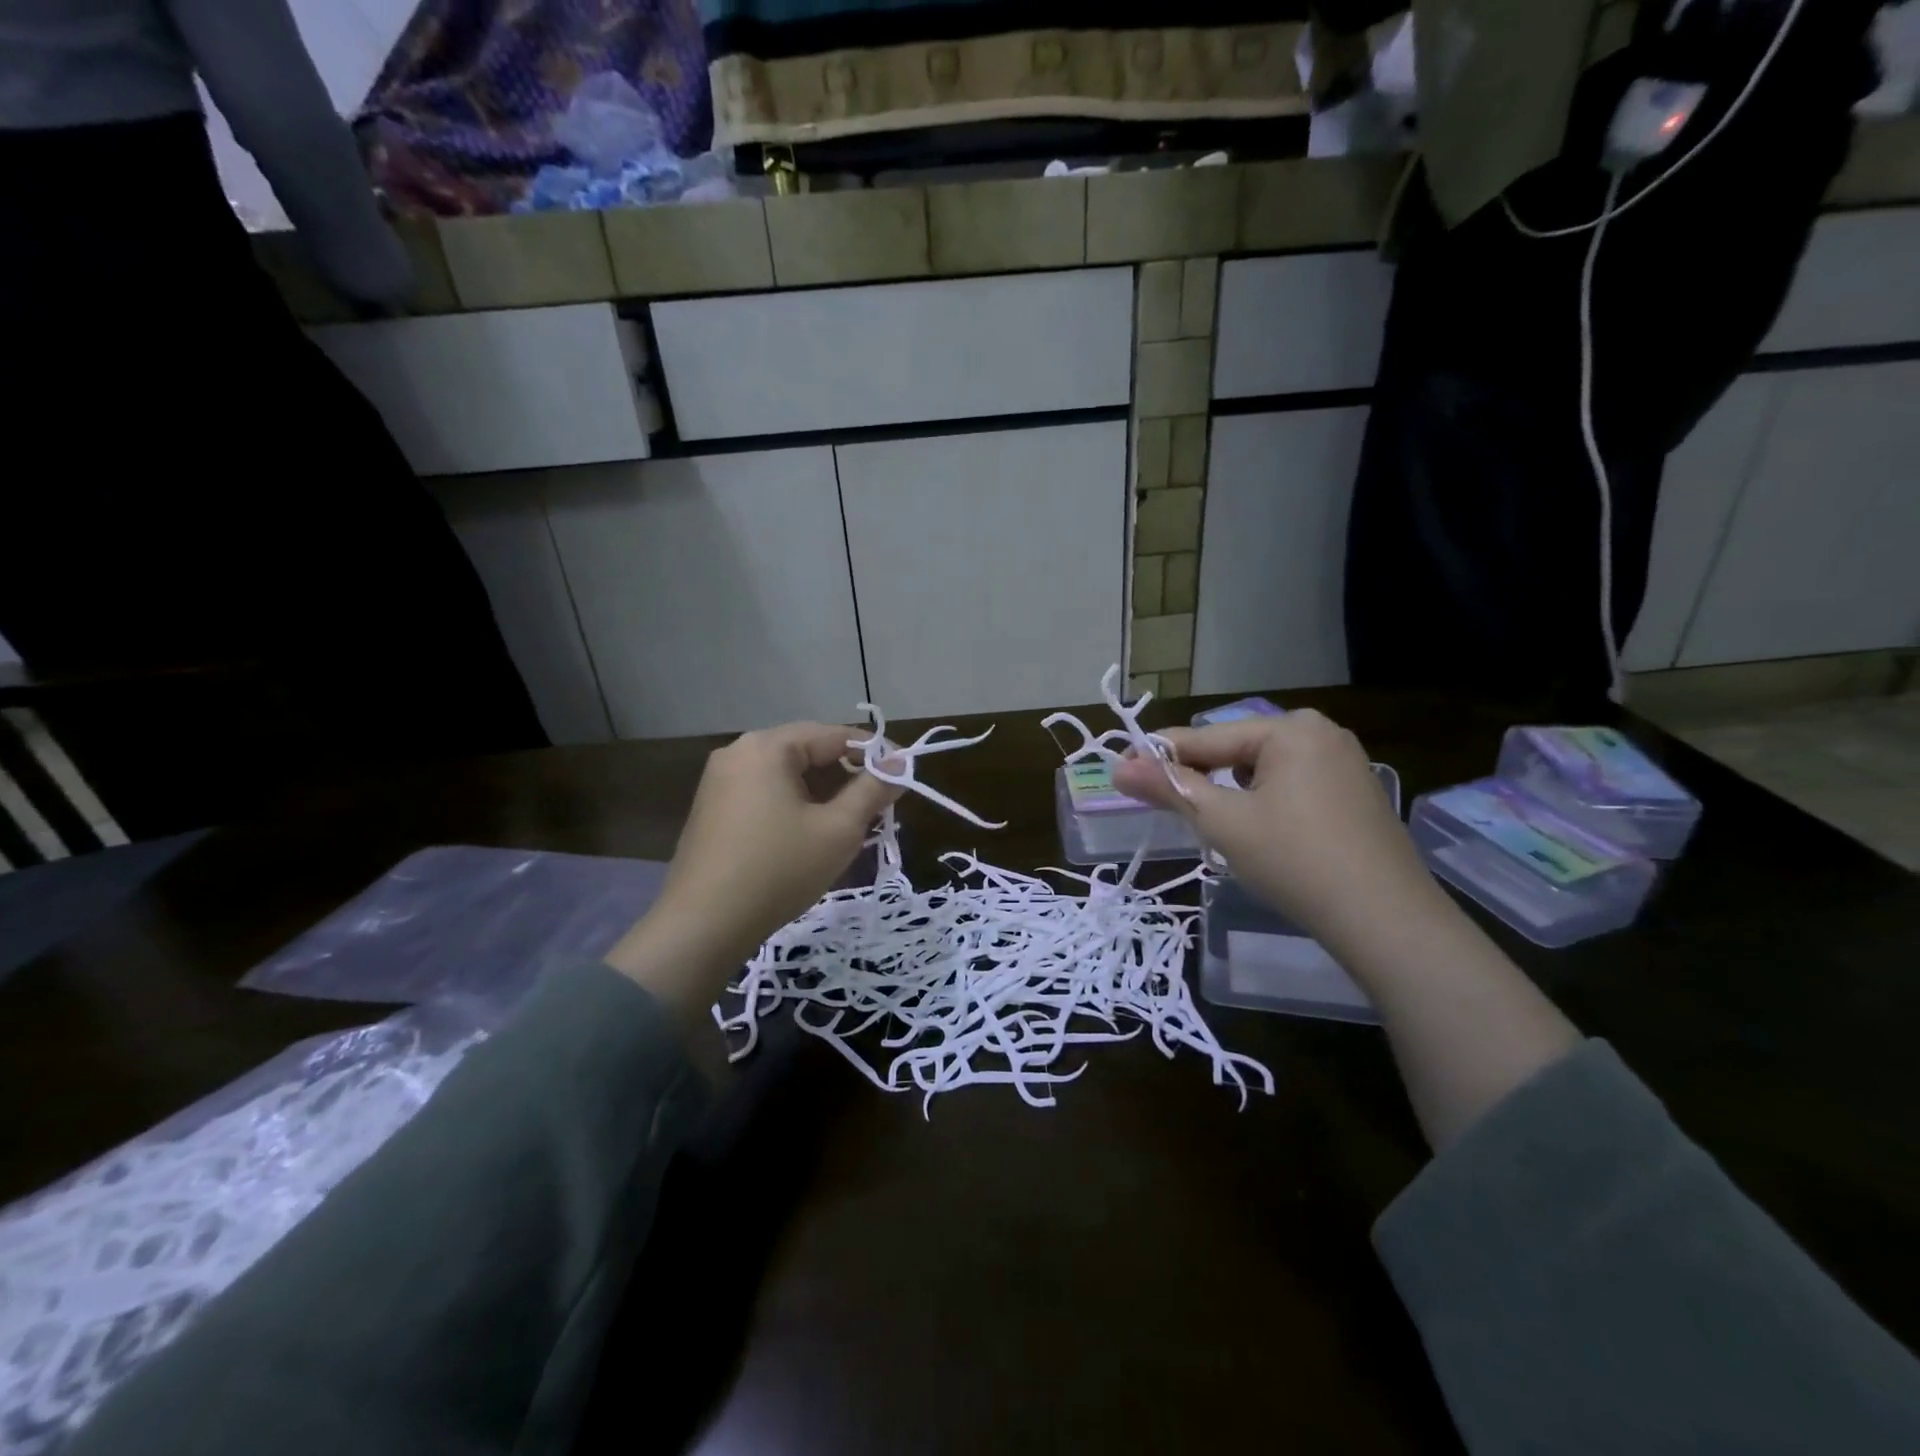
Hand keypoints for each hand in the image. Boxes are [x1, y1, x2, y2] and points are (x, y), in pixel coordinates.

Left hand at [607, 723, 900, 1001]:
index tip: (905, 773)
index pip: (834, 735)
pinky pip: (766, 793)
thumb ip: (872, 790)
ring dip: (824, 792)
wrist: (703, 926)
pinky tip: (814, 833)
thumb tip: (901, 762)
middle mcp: (738, 752)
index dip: (876, 752)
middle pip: (808, 751)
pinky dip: (796, 804)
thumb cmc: (779, 870)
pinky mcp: (712, 809)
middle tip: (882, 803)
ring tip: (854, 821)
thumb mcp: (838, 830)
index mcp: (767, 747)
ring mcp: (719, 781)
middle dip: (849, 774)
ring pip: (787, 775)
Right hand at [1111, 710, 1445, 956]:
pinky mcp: (1356, 796)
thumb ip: (1170, 788)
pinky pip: (1293, 788)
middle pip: (1237, 751)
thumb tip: (1118, 768)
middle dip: (1201, 778)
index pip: (1207, 737)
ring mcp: (1345, 764)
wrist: (1386, 921)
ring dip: (1232, 794)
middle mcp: (1321, 734)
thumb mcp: (1223, 822)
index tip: (1122, 772)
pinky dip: (1265, 805)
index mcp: (1290, 729)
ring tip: (1212, 827)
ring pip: (1264, 772)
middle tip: (1167, 807)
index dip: (1161, 757)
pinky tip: (1260, 836)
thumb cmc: (1295, 860)